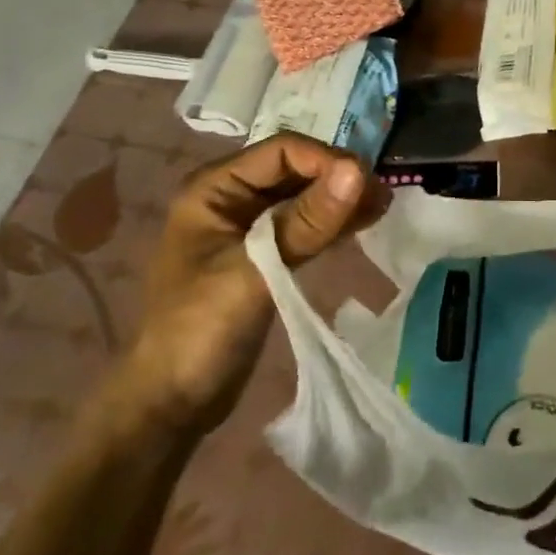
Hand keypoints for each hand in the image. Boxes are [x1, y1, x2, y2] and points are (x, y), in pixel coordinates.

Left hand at [121, 134, 389, 436]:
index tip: (367, 183)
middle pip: (296, 169)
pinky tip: (364, 223)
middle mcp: (231, 198)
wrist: (173, 402)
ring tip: (382, 208)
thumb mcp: (256, 271)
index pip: (282, 151)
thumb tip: (358, 171)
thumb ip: (307, 222)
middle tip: (382, 197)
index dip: (326, 160)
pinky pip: (305, 223)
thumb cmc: (201, 329)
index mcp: (215, 188)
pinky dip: (333, 221)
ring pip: (304, 195)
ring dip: (341, 198)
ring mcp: (248, 227)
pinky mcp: (265, 254)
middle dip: (338, 178)